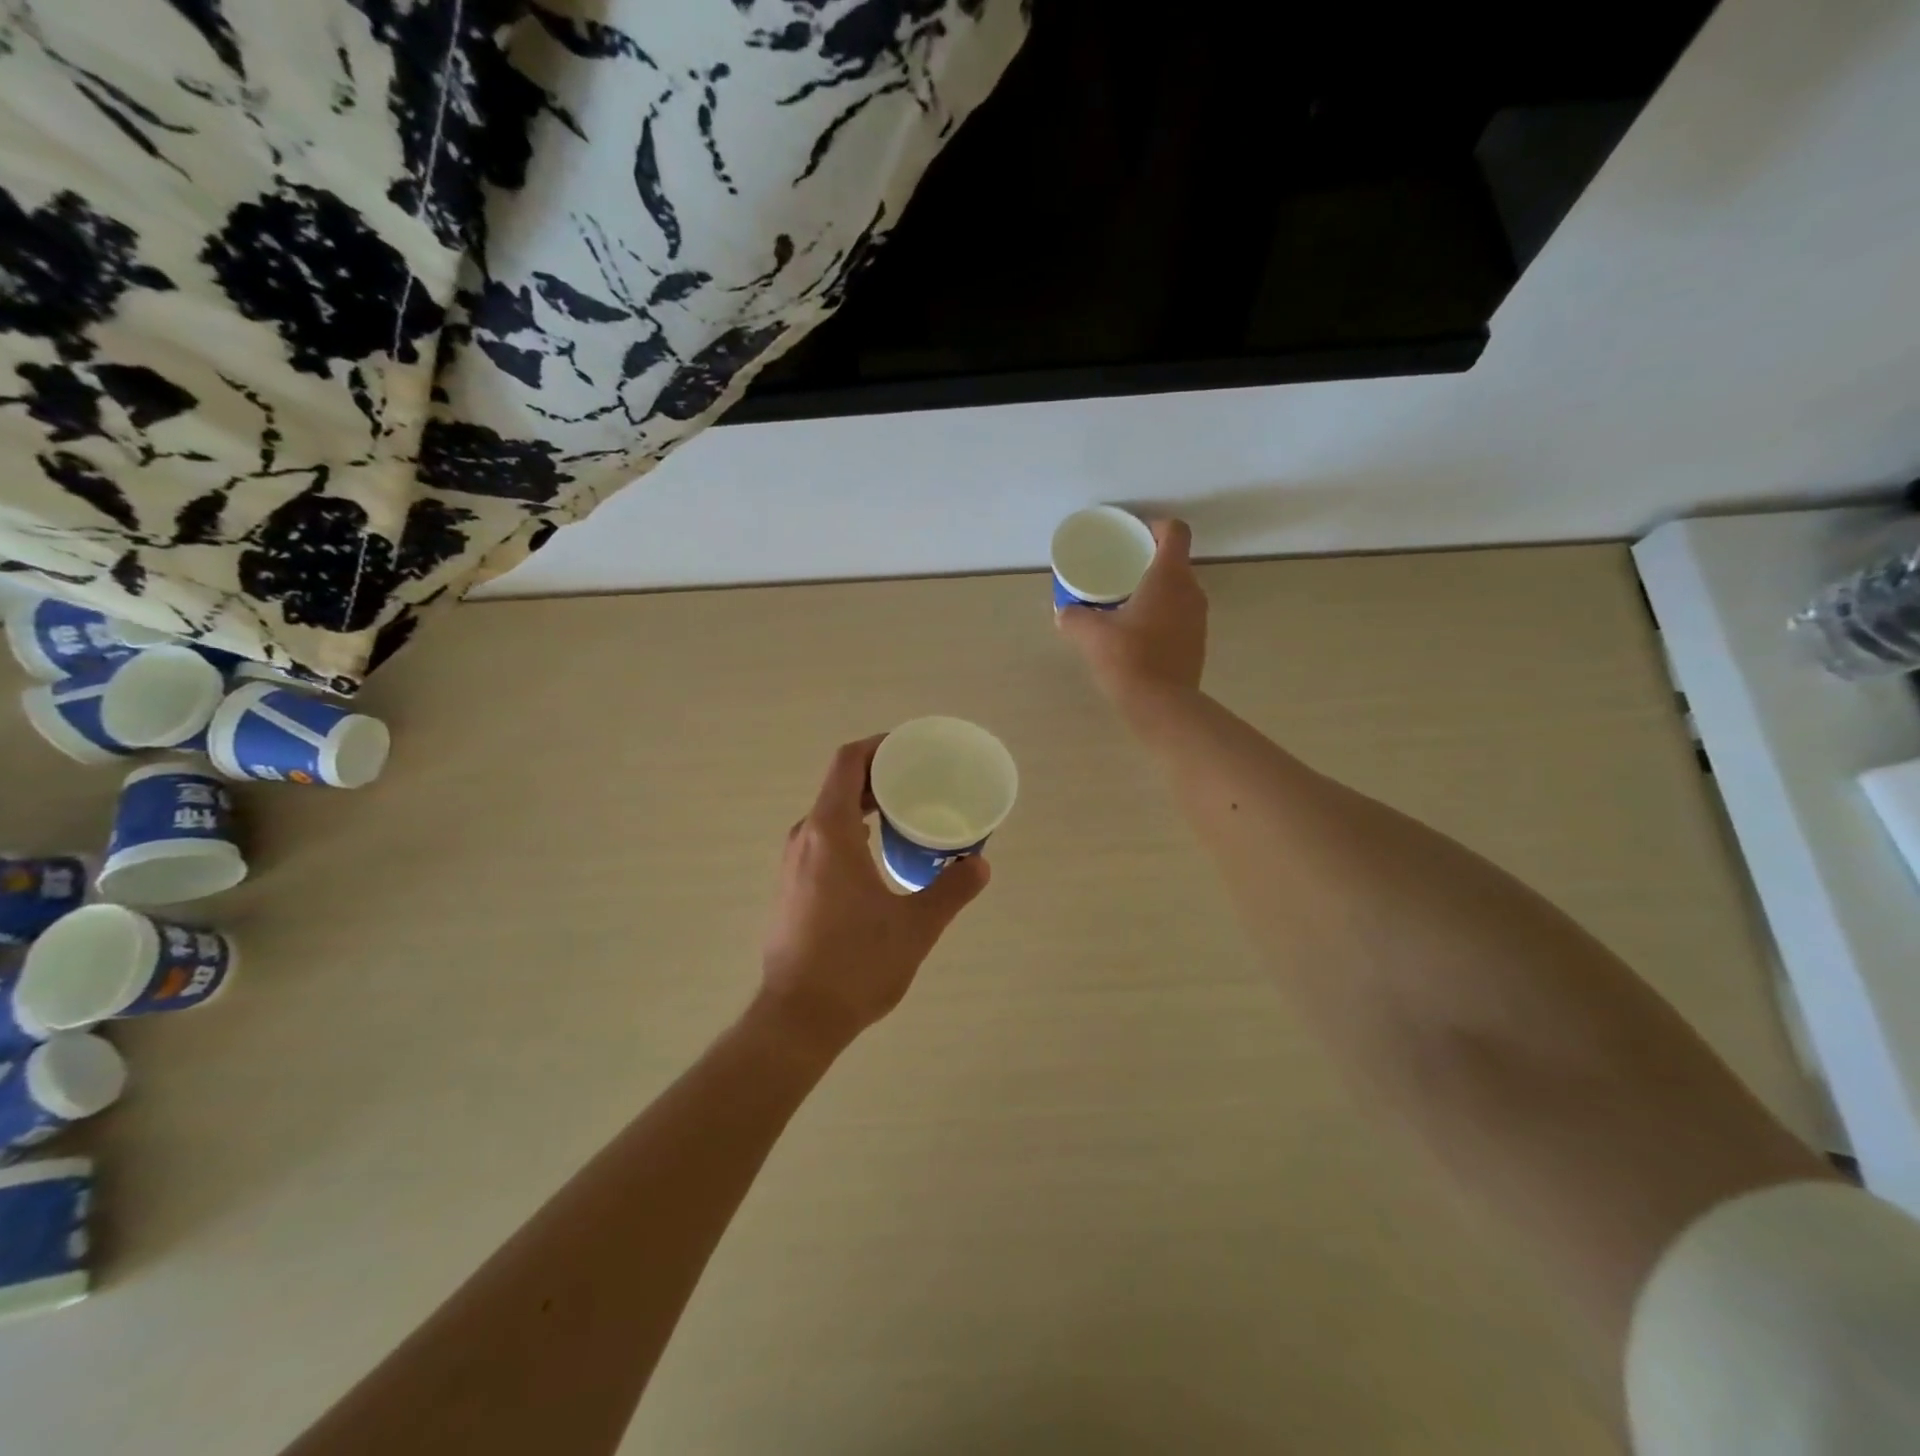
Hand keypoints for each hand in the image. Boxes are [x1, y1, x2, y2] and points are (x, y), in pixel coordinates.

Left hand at [757, 737, 990, 1054]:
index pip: (848, 763)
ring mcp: (793, 863)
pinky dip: (852, 832)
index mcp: (830, 832)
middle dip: (879, 777)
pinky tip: (879, 857)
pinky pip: (822, 840)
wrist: (797, 1018)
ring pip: (830, 815)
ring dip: (865, 806)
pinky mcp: (791, 887)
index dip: (878, 746)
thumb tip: (979, 864)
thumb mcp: (915, 927)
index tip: (910, 749)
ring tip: (906, 815)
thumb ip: (951, 890)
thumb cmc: (856, 965)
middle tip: (921, 782)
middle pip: (840, 786)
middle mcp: (805, 838)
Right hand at [1058, 518, 1207, 710]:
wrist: (1161, 705)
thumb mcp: (1090, 635)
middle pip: (1176, 562)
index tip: (1134, 536)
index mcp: (1169, 577)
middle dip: (1150, 562)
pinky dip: (1162, 616)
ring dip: (1157, 592)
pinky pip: (1180, 616)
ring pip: (1179, 591)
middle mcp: (1191, 591)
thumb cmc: (1128, 658)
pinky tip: (1138, 634)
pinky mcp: (1197, 643)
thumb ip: (1074, 617)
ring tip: (1126, 603)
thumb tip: (1062, 612)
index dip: (1156, 527)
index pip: (1175, 532)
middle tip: (1121, 572)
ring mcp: (1198, 619)